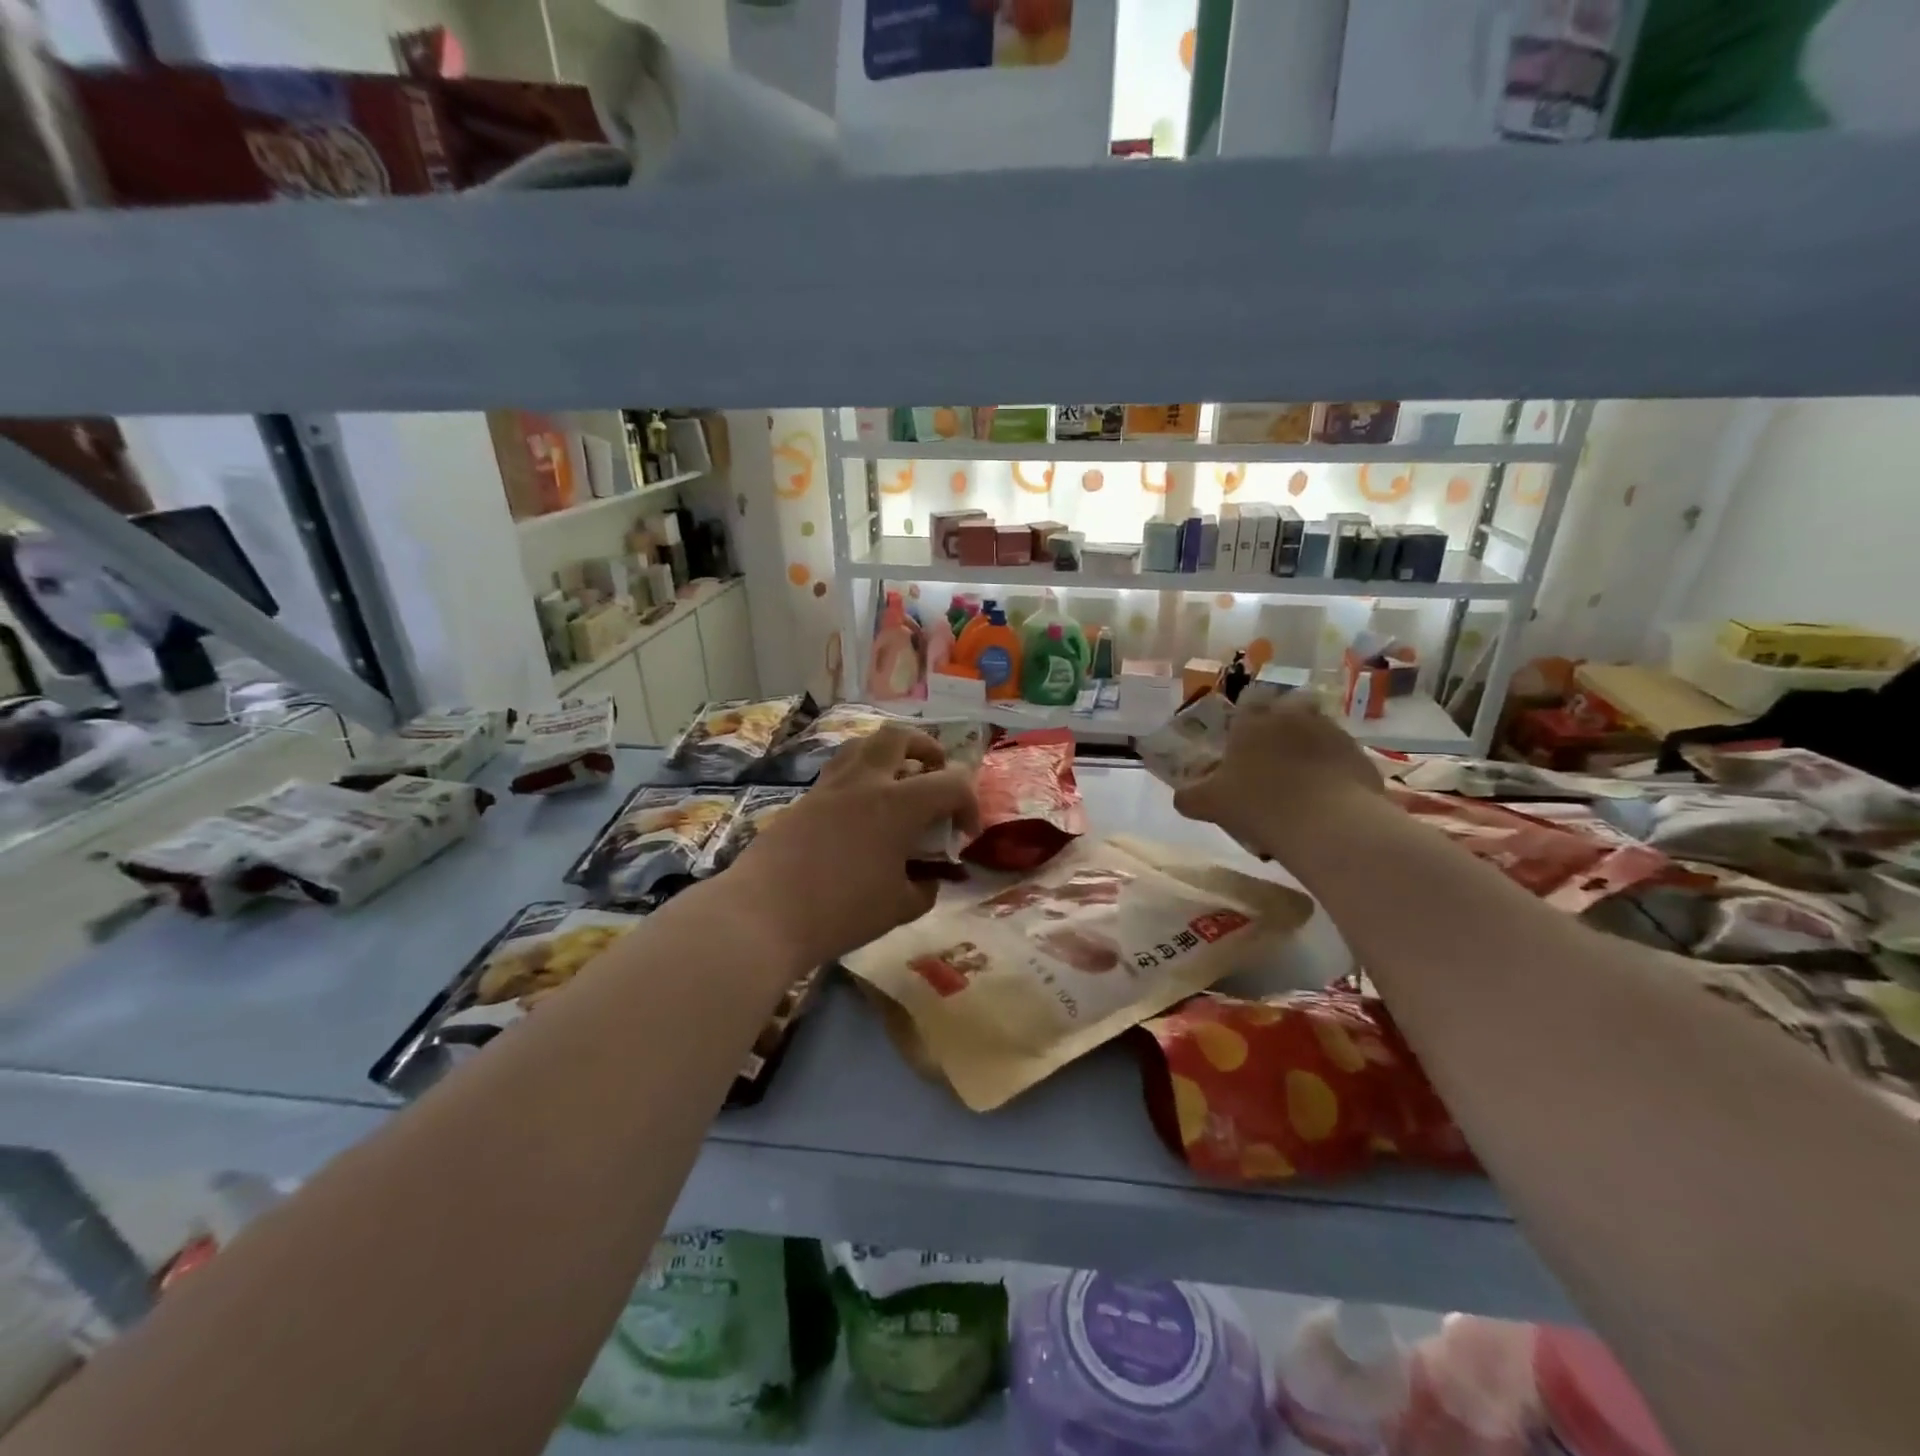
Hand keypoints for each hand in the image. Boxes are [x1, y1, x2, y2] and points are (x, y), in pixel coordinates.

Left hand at [731, 724, 980, 967]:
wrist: (763, 914)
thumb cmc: (840, 912)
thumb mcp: (898, 908)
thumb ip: (923, 888)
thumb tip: (927, 879)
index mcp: (898, 804)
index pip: (951, 783)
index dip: (969, 805)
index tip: (964, 834)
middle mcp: (864, 782)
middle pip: (899, 736)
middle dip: (926, 749)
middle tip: (933, 774)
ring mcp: (828, 787)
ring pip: (862, 745)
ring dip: (887, 755)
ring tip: (895, 783)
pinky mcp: (803, 801)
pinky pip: (838, 773)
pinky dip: (859, 780)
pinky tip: (858, 815)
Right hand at [1172, 696, 1380, 856]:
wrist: (1328, 825)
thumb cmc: (1258, 804)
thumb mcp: (1209, 804)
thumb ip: (1189, 796)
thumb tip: (1182, 796)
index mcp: (1255, 719)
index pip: (1248, 702)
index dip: (1244, 721)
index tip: (1240, 744)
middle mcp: (1295, 715)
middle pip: (1287, 711)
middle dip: (1280, 729)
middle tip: (1270, 761)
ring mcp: (1333, 733)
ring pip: (1316, 734)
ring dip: (1307, 751)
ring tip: (1298, 785)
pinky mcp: (1361, 757)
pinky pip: (1339, 760)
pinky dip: (1331, 774)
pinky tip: (1322, 802)